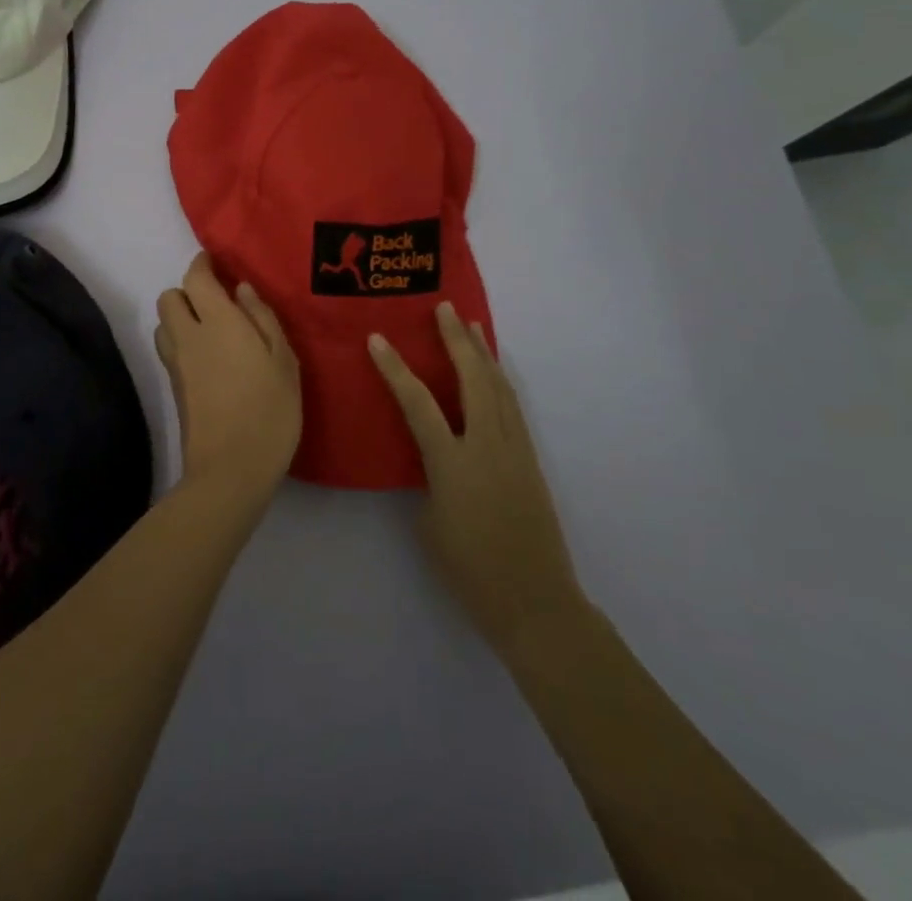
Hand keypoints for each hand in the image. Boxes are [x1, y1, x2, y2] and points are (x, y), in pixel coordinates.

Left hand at [154, 254, 302, 502]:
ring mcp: (176, 364)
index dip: (202, 265)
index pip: (195, 277)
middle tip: (217, 303)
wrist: (230, 470)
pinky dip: (181, 342)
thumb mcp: (283, 361)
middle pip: (168, 297)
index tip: (215, 263)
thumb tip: (241, 289)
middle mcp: (188, 336)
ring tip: (211, 330)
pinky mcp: (173, 388)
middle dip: (188, 292)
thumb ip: (262, 318)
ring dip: (180, 318)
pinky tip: (209, 359)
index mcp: (217, 322)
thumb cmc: (269, 411)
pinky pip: (169, 350)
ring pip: (164, 324)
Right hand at [369, 303, 585, 656]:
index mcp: (453, 463)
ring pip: (499, 388)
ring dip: (483, 353)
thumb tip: (435, 456)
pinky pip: (512, 407)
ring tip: (472, 325)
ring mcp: (514, 450)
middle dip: (457, 340)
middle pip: (472, 379)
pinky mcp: (530, 459)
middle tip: (445, 309)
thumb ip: (430, 478)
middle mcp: (486, 446)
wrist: (534, 602)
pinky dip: (500, 380)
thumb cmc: (470, 570)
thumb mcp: (431, 522)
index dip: (395, 369)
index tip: (377, 339)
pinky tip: (494, 372)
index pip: (418, 403)